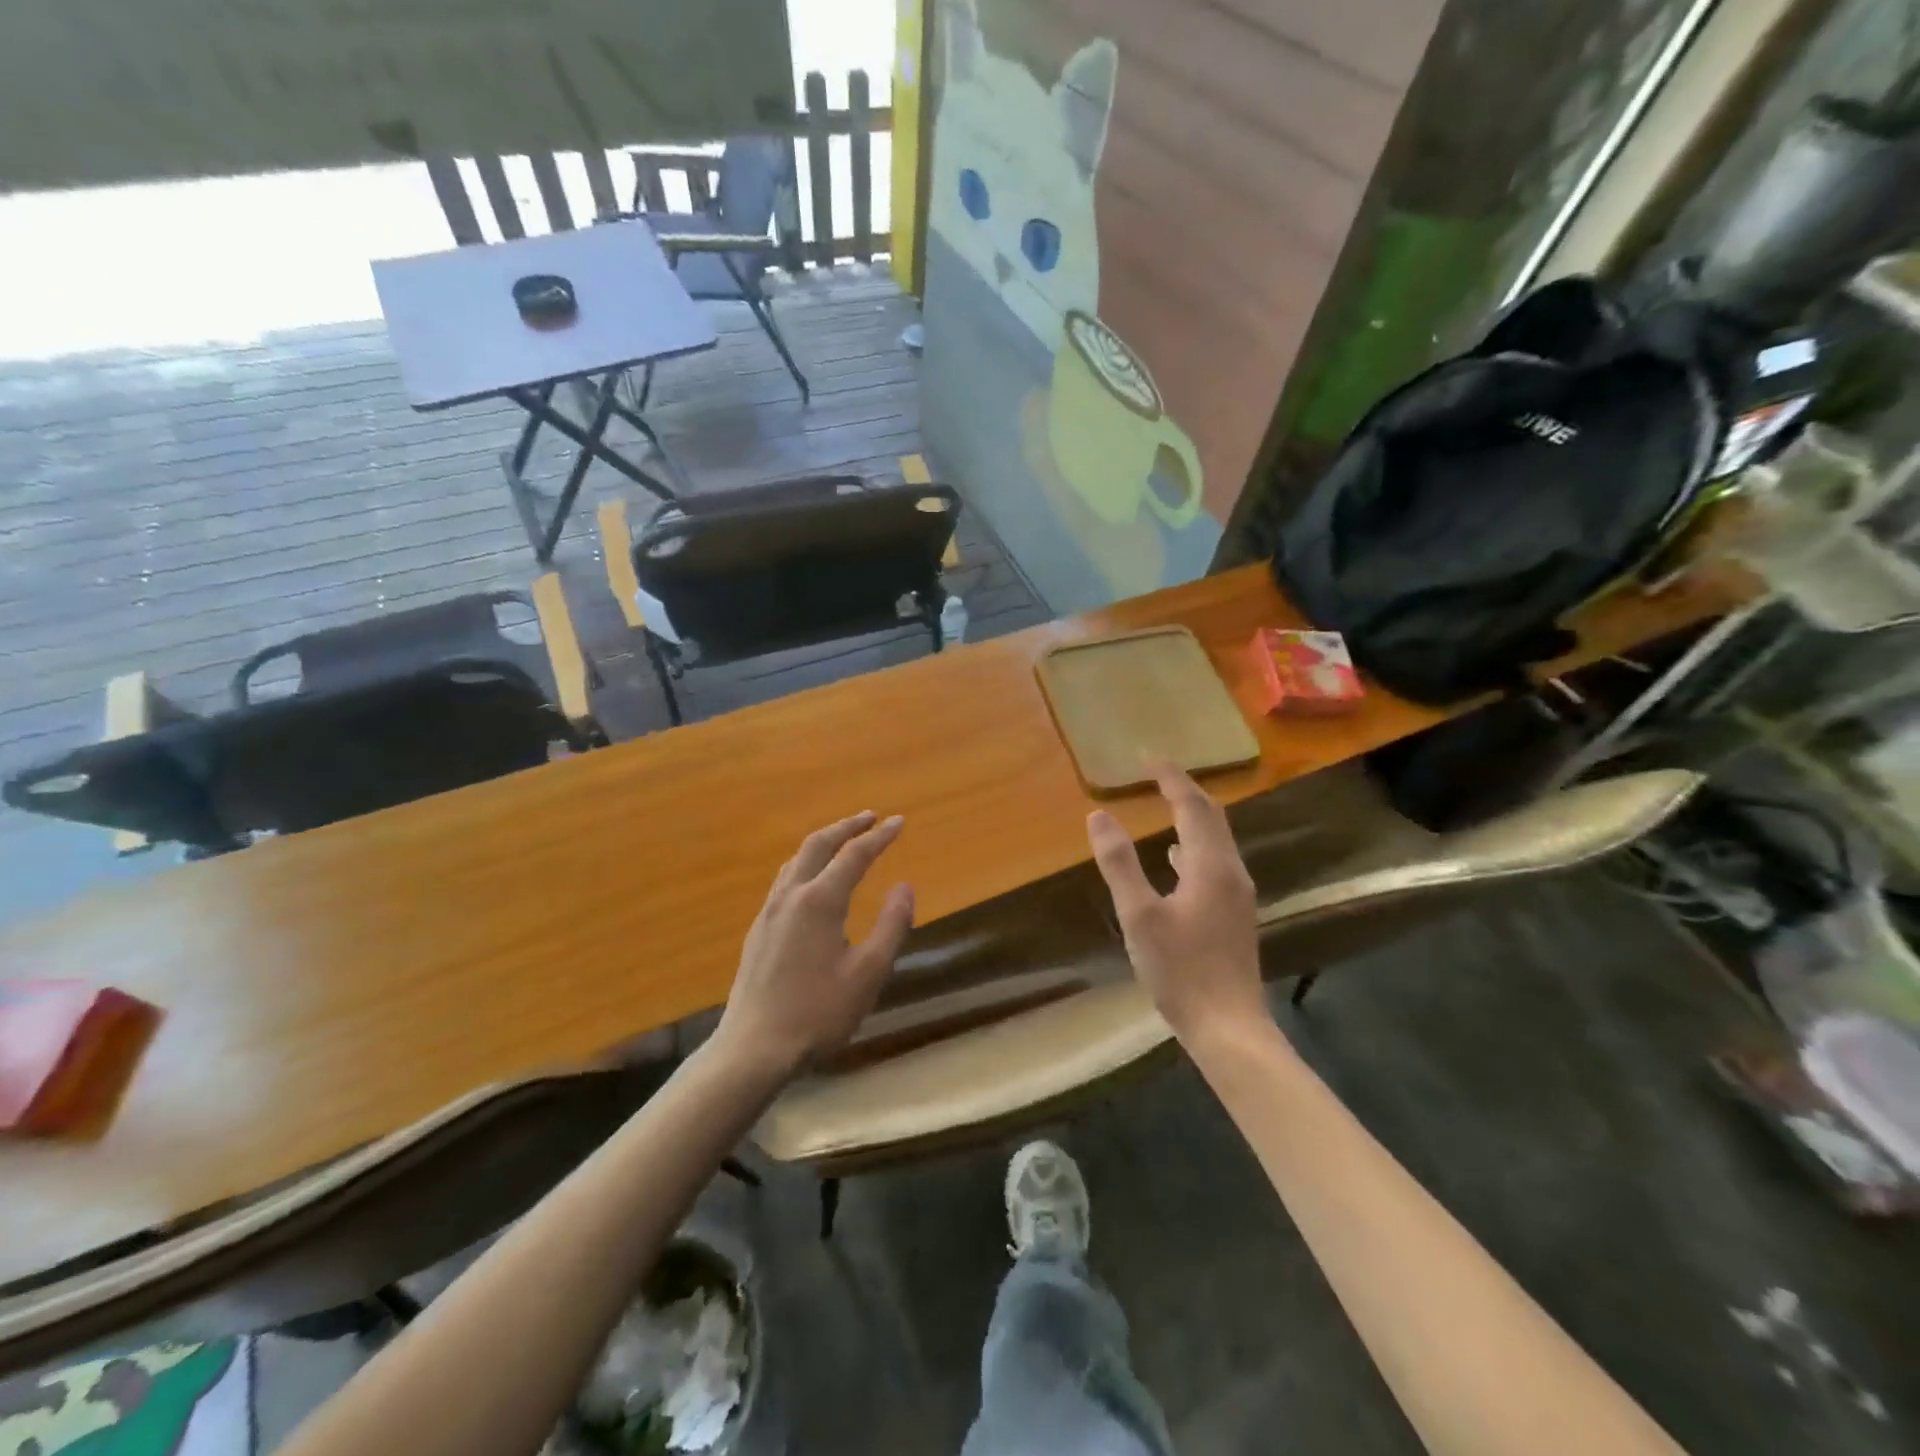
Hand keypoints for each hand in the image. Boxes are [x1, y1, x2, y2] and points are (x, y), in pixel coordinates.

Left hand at [711, 811, 914, 1080]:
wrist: (754, 1047)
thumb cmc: (819, 1012)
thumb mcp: (868, 973)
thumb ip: (891, 925)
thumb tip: (905, 886)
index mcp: (820, 901)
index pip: (854, 855)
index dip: (879, 836)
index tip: (899, 821)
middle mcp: (791, 896)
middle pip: (818, 845)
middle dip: (846, 827)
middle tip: (870, 817)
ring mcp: (769, 912)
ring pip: (796, 860)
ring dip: (823, 843)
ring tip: (842, 841)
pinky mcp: (759, 930)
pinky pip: (785, 880)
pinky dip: (806, 864)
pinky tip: (812, 882)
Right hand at [1086, 764, 1264, 1043]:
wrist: (1228, 1027)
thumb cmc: (1180, 970)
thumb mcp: (1139, 916)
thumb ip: (1119, 863)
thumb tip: (1099, 815)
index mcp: (1210, 866)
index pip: (1192, 806)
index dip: (1171, 777)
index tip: (1148, 756)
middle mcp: (1231, 871)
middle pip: (1211, 818)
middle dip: (1185, 790)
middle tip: (1156, 772)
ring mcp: (1237, 894)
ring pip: (1215, 840)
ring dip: (1191, 817)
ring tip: (1165, 803)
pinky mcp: (1234, 914)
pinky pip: (1214, 862)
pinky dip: (1193, 846)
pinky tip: (1175, 859)